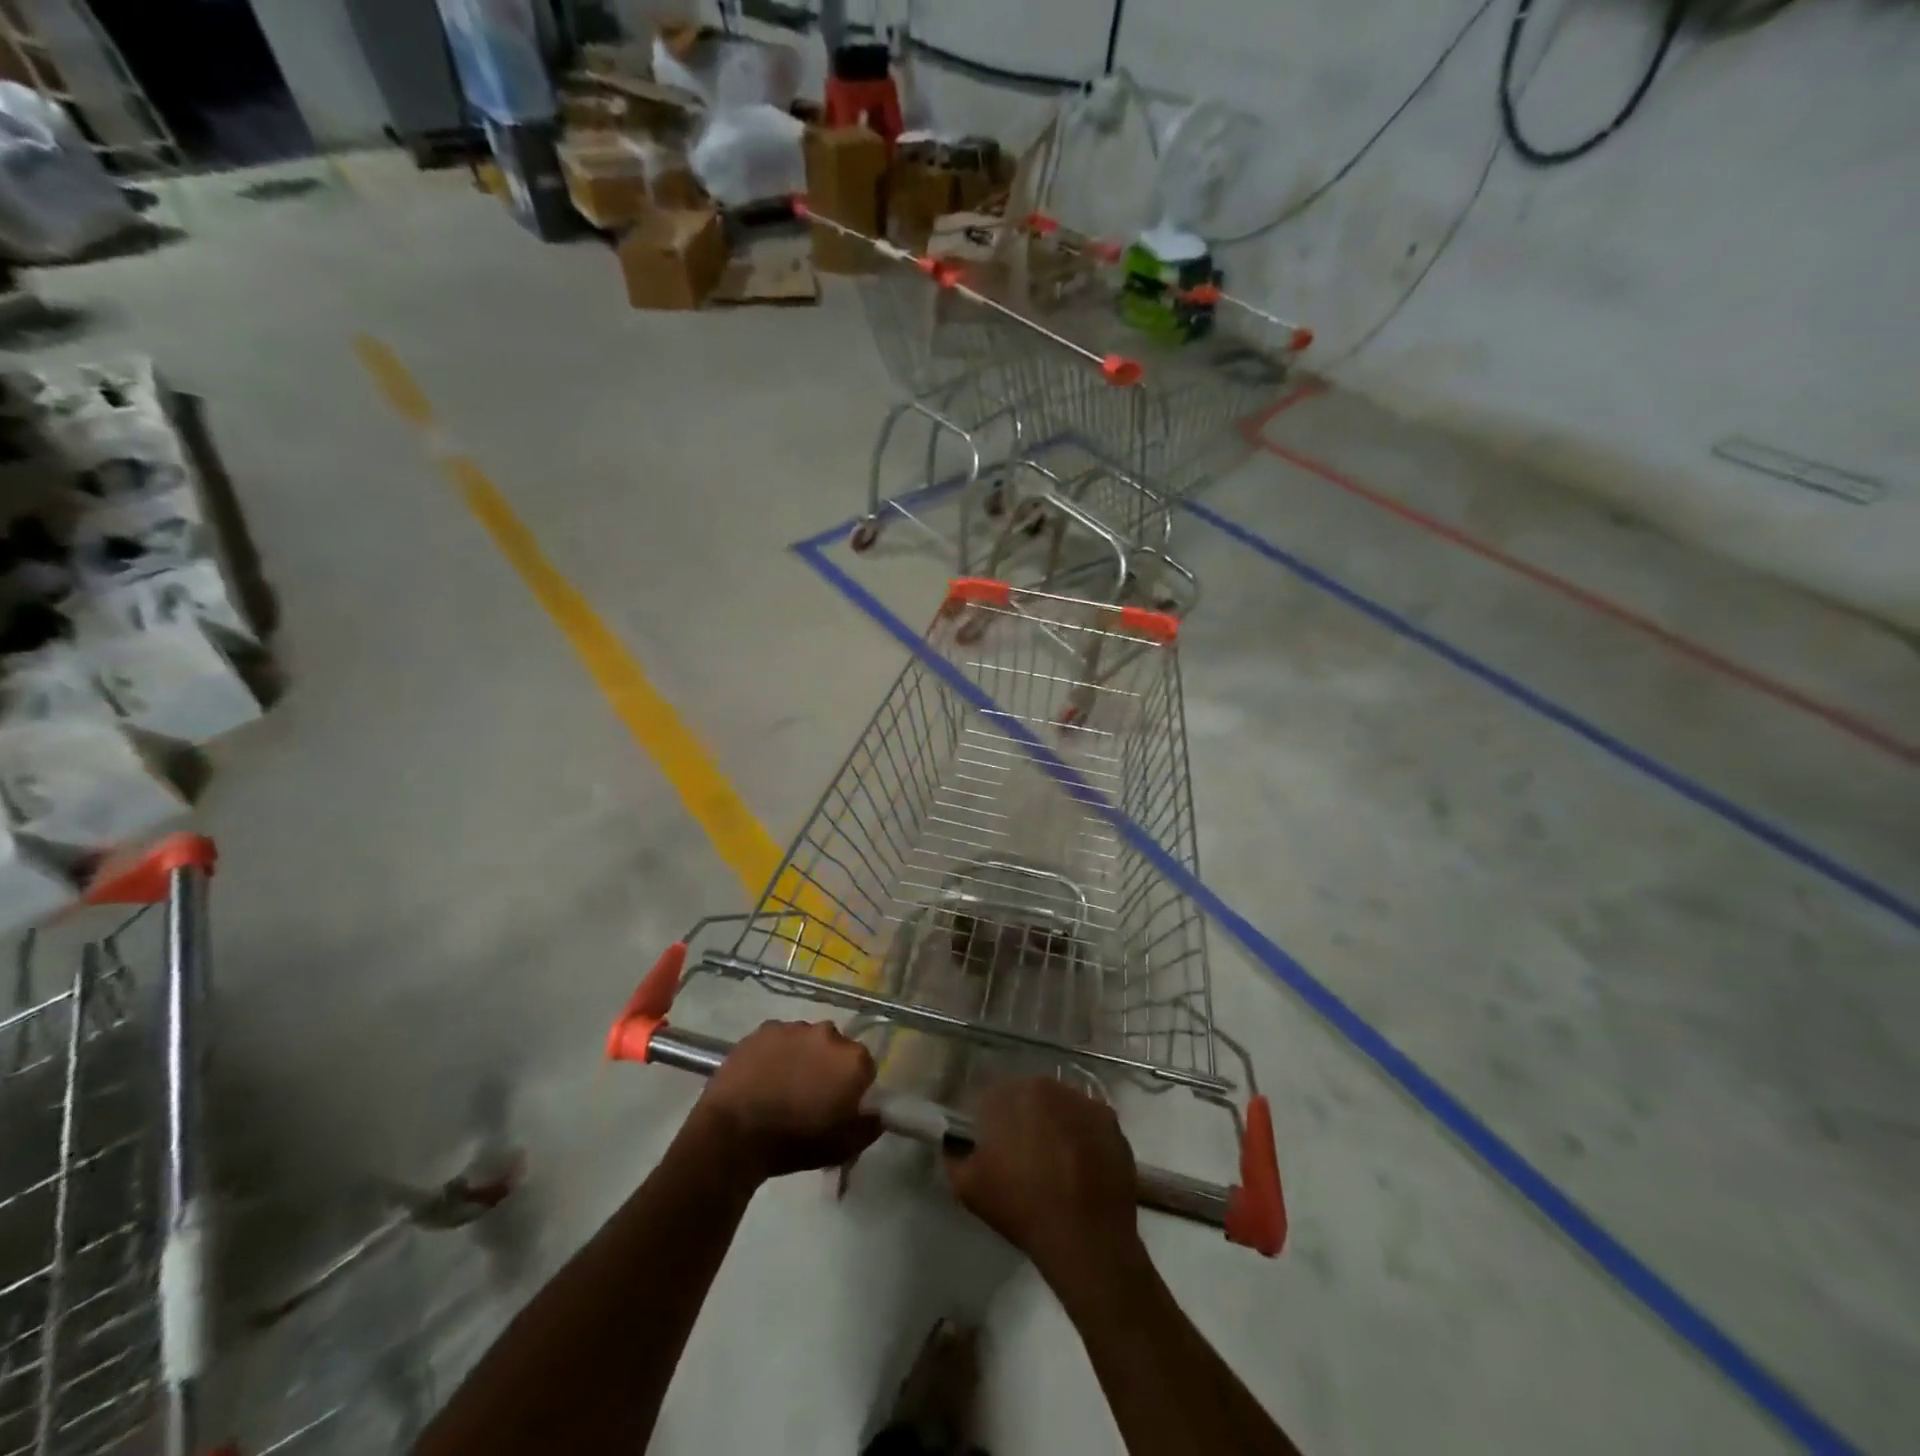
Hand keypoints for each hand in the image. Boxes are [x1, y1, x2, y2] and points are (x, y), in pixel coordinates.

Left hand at [694, 1020, 880, 1181]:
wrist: (733, 1134)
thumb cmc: (794, 1142)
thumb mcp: (841, 1148)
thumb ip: (868, 1127)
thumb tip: (877, 1114)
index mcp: (853, 1060)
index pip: (865, 1068)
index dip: (853, 1087)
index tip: (839, 1105)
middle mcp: (829, 1034)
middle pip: (836, 1049)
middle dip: (828, 1067)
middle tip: (810, 1095)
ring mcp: (794, 1028)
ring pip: (806, 1041)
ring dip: (802, 1057)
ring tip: (782, 1086)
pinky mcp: (764, 1029)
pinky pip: (778, 1039)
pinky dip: (775, 1053)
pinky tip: (762, 1076)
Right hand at [943, 1078, 1142, 1288]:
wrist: (1085, 1239)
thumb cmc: (1022, 1208)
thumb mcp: (969, 1187)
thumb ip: (954, 1156)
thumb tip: (953, 1143)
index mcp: (1012, 1094)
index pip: (993, 1097)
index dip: (990, 1122)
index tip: (992, 1147)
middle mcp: (1049, 1086)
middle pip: (1029, 1097)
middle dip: (1023, 1119)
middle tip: (1023, 1156)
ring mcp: (1084, 1102)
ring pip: (1060, 1106)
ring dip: (1054, 1124)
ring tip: (1055, 1162)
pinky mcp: (1111, 1122)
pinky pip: (1088, 1122)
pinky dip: (1082, 1136)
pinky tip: (1080, 1165)